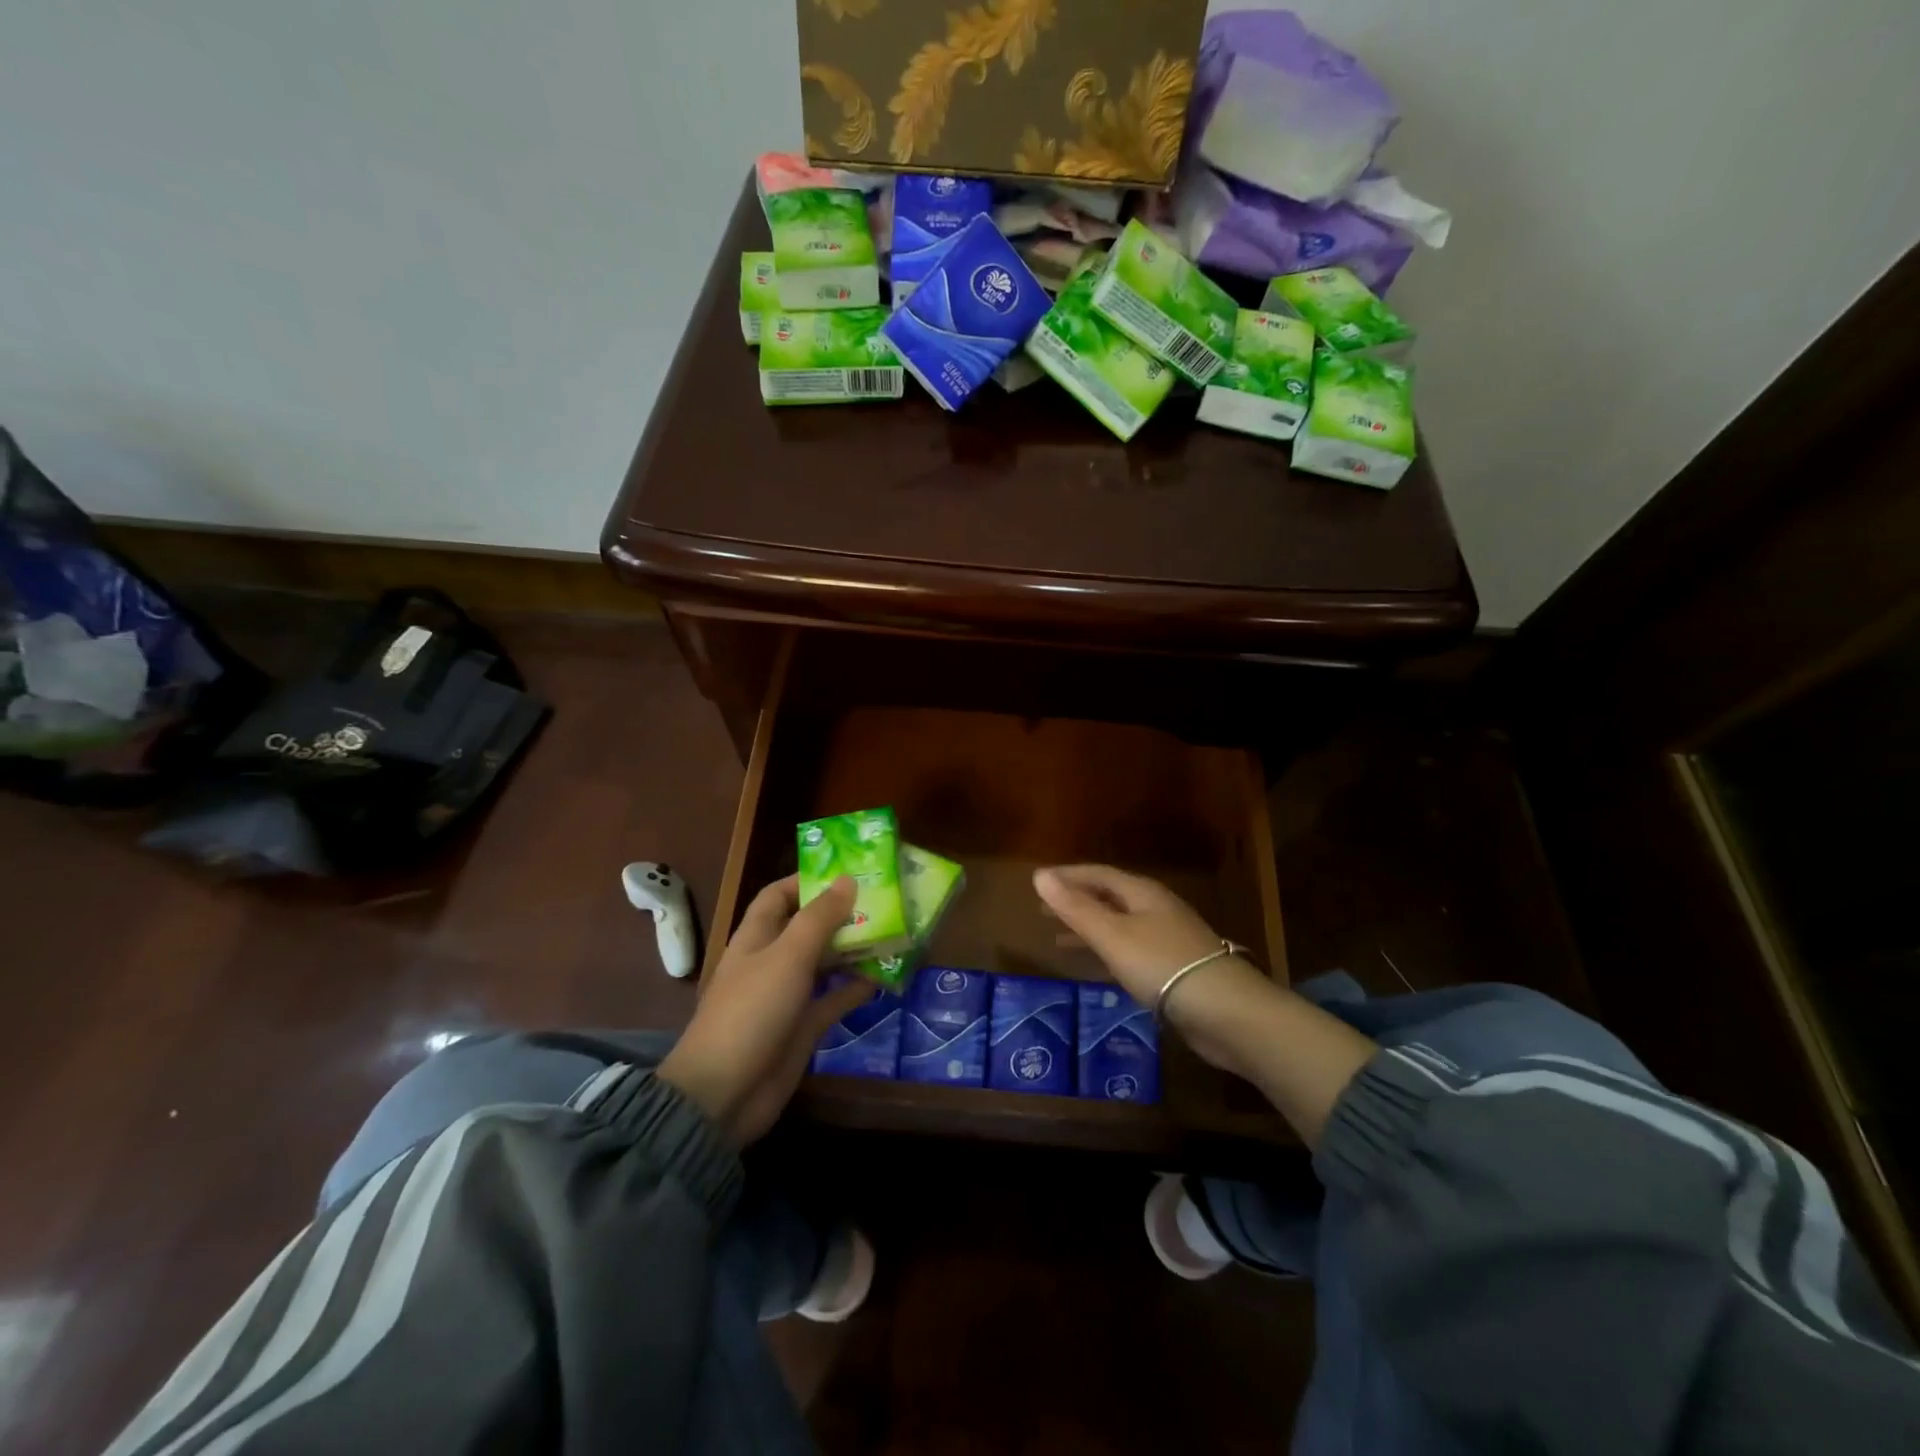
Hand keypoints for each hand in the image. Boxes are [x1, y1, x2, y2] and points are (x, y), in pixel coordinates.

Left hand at [658, 875, 873, 1145]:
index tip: (847, 873)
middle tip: (883, 901)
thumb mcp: (787, 956)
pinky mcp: (802, 1027)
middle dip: (841, 914)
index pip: (779, 895)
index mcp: (756, 937)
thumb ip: (819, 918)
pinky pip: (833, 999)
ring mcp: (787, 995)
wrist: (725, 1094)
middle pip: (808, 927)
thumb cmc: (752, 1011)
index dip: (807, 881)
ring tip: (892, 932)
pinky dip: (856, 987)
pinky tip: (884, 976)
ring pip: (825, 962)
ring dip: (853, 949)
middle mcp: (772, 960)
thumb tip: (848, 879)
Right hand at [1032, 864, 1280, 1075]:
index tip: (1039, 882)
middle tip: (1042, 910)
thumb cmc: (1163, 965)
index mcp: (1142, 893)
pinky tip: (1098, 967)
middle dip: (1076, 901)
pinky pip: (1130, 950)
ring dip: (1089, 928)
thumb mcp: (1112, 935)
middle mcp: (1156, 909)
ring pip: (1119, 925)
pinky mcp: (1175, 969)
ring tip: (1059, 939)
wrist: (1227, 1012)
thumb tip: (1039, 875)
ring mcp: (1168, 939)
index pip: (1098, 874)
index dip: (1068, 876)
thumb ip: (1076, 908)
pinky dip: (1107, 952)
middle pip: (1109, 897)